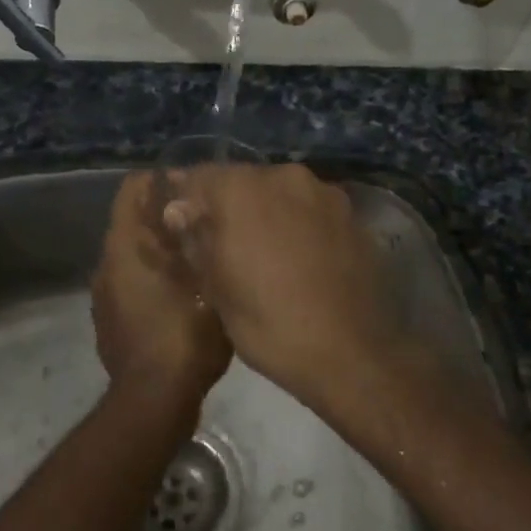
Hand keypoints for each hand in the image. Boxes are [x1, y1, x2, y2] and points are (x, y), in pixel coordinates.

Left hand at [91, 171, 232, 423]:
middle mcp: (106, 264)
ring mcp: (104, 296)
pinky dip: (152, 279)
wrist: (154, 401)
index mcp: (125, 246)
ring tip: (198, 256)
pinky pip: (131, 284)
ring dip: (160, 250)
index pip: (132, 188)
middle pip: (133, 221)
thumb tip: (202, 214)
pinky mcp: (109, 321)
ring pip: (133, 255)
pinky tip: (183, 293)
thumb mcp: (210, 284)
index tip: (194, 187)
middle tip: (206, 221)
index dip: (162, 181)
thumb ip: (204, 243)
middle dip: (166, 217)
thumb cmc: (185, 336)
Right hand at [161, 163, 392, 413]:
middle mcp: (284, 176)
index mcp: (243, 188)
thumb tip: (177, 210)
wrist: (352, 353)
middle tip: (219, 242)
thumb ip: (195, 239)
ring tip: (262, 251)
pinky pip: (310, 210)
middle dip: (227, 205)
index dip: (185, 200)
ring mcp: (324, 193)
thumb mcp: (217, 288)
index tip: (180, 224)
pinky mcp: (352, 215)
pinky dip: (297, 224)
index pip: (199, 177)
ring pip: (280, 194)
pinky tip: (297, 258)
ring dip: (265, 213)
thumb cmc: (269, 323)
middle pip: (243, 181)